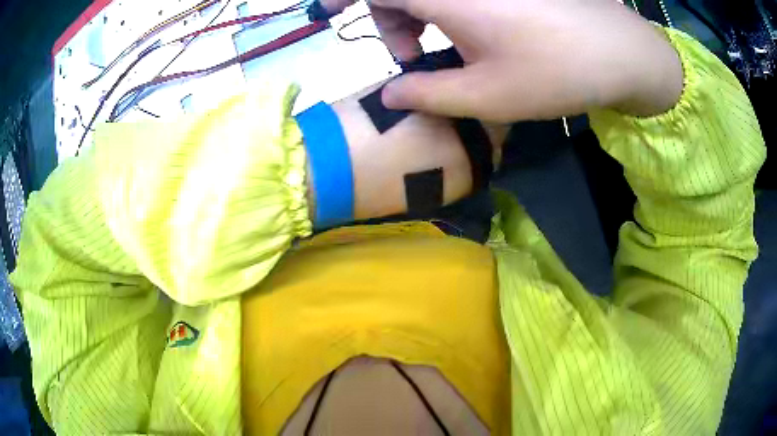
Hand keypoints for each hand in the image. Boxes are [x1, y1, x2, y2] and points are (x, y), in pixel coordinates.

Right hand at [321, 0, 683, 121]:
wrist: (623, 53)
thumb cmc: (557, 72)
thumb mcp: (486, 97)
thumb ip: (426, 94)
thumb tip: (390, 93)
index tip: (330, 14)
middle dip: (390, 17)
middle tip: (414, 57)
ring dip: (419, 11)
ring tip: (443, 49)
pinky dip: (448, 3)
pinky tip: (471, 28)